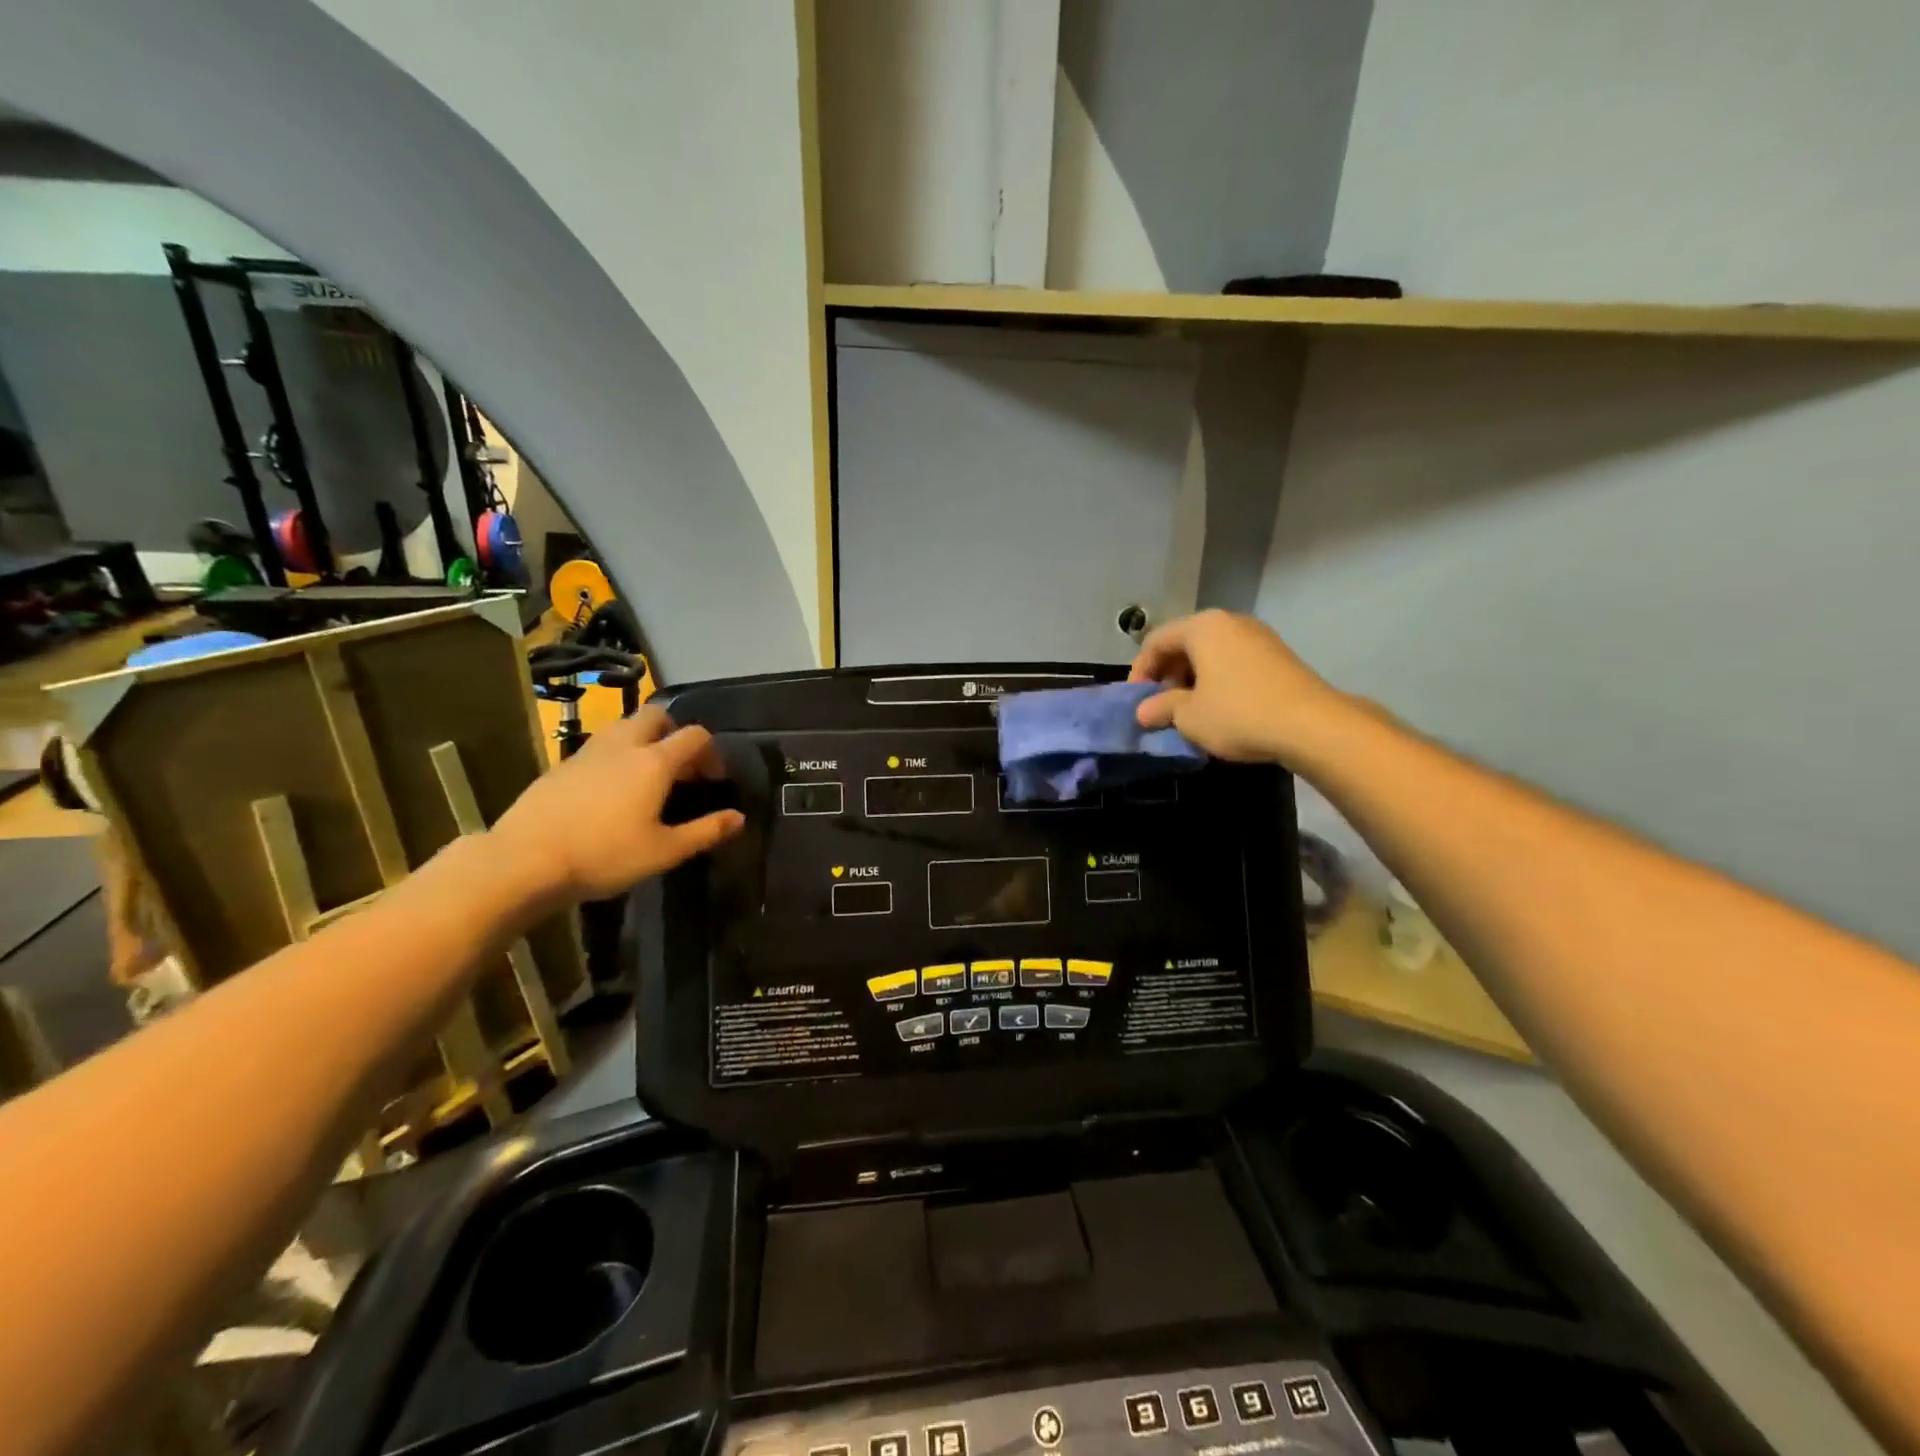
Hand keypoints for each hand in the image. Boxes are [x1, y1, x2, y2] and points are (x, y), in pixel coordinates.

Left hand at [489, 708, 743, 904]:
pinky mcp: (561, 765)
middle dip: (674, 733)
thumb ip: (705, 831)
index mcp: (654, 762)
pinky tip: (609, 791)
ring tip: (645, 776)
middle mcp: (624, 745)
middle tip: (678, 768)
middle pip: (656, 716)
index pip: (695, 735)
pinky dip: (615, 756)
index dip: (711, 752)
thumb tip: (739, 818)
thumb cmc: (604, 855)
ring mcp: (588, 751)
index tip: (712, 780)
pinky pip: (599, 746)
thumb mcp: (664, 851)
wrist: (524, 860)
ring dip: (643, 740)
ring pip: (624, 726)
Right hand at [1128, 610, 1342, 762]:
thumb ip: (1162, 708)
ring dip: (1192, 679)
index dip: (1140, 671)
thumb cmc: (1238, 714)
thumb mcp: (1190, 716)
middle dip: (1167, 674)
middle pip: (1185, 643)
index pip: (1157, 641)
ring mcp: (1258, 636)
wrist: (1312, 725)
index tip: (1137, 701)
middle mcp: (1230, 622)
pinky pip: (1234, 661)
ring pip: (1211, 653)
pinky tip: (1219, 708)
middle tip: (1161, 705)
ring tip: (1189, 710)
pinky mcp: (1278, 655)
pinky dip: (1218, 680)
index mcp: (1203, 627)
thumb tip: (1143, 712)